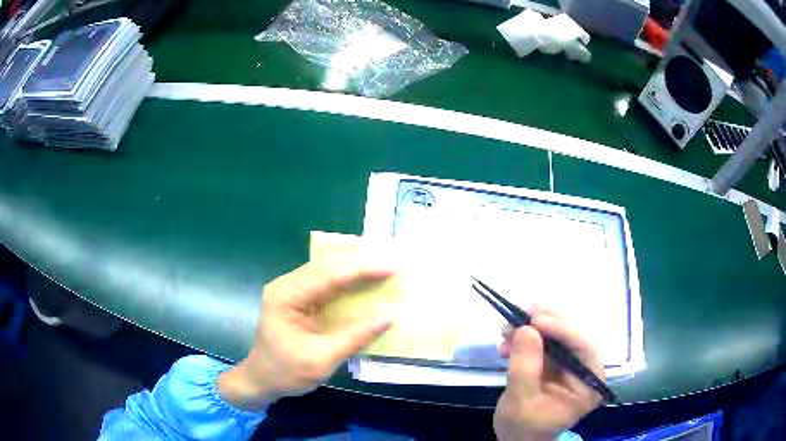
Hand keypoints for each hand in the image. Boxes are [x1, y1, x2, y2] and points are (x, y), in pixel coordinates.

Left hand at [218, 259, 393, 409]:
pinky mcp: (300, 297)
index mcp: (286, 296)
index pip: (327, 273)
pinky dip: (349, 275)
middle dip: (361, 258)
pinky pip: (327, 279)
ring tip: (385, 260)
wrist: (260, 380)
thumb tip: (389, 315)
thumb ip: (354, 337)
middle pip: (327, 263)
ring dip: (356, 262)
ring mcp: (292, 288)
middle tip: (394, 258)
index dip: (362, 267)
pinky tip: (366, 274)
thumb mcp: (321, 360)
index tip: (392, 266)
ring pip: (328, 266)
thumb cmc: (285, 373)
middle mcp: (287, 284)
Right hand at [494, 308, 603, 440]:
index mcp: (588, 384)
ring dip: (531, 328)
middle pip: (572, 336)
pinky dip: (525, 338)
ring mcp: (570, 366)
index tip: (535, 319)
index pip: (584, 348)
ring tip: (506, 328)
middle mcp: (585, 370)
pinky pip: (544, 343)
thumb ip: (525, 367)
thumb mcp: (521, 401)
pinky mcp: (555, 364)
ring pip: (556, 335)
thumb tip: (525, 328)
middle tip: (521, 311)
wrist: (516, 440)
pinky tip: (507, 341)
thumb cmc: (522, 428)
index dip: (562, 329)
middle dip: (545, 323)